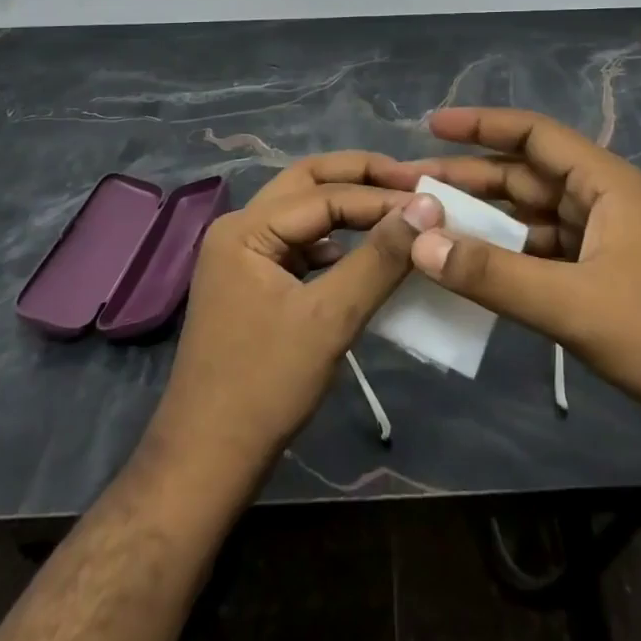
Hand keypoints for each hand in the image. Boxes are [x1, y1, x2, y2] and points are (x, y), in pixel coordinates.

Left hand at [144, 154, 442, 488]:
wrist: (207, 462)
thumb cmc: (265, 387)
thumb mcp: (330, 319)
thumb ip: (379, 259)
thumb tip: (426, 208)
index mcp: (246, 228)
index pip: (324, 195)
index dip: (381, 197)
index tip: (433, 202)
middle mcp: (239, 228)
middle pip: (307, 183)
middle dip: (361, 177)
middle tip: (412, 182)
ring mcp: (243, 256)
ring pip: (304, 211)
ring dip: (348, 205)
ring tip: (397, 209)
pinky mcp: (253, 282)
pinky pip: (300, 244)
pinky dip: (335, 239)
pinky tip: (363, 253)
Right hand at [391, 108, 640, 466]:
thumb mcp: (570, 303)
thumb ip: (492, 274)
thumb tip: (420, 242)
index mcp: (603, 182)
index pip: (533, 134)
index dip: (480, 125)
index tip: (430, 126)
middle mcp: (601, 198)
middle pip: (525, 174)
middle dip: (470, 178)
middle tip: (411, 185)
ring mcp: (602, 237)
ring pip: (531, 214)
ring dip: (485, 218)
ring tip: (430, 224)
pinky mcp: (601, 274)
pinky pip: (541, 250)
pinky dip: (506, 254)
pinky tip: (471, 266)